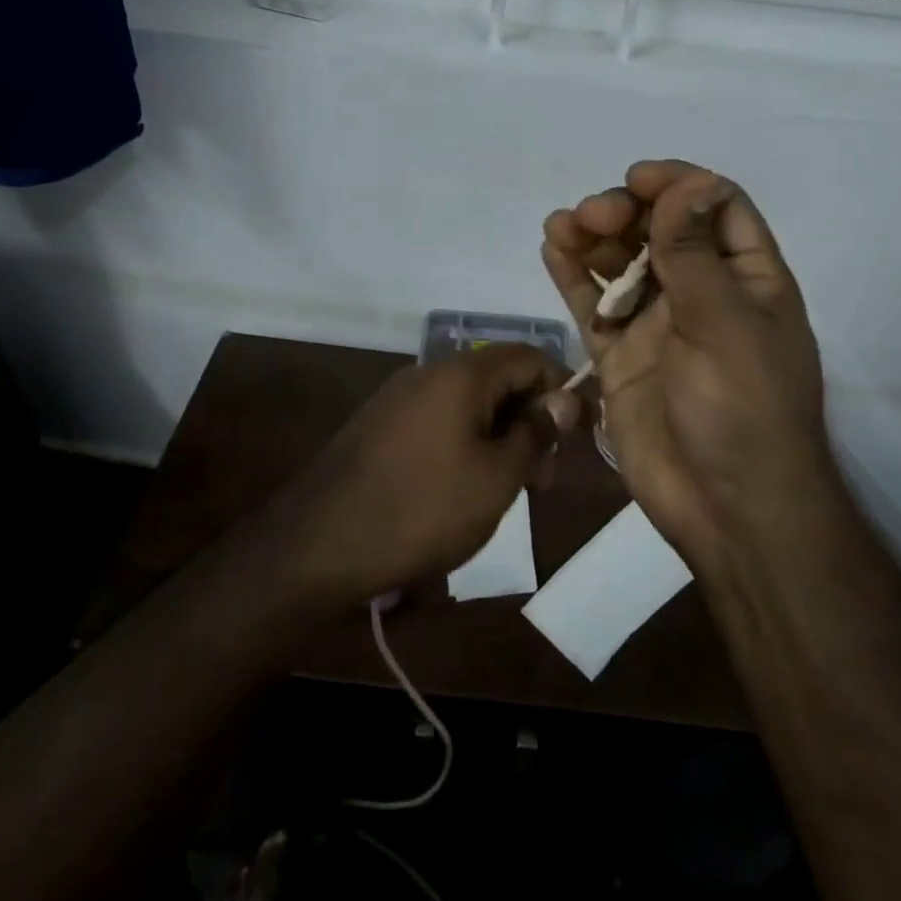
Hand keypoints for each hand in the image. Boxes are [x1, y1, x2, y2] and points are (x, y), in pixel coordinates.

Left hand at [268, 344, 577, 607]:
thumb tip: (566, 398)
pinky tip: (466, 487)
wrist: (320, 544)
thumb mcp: (497, 477)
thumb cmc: (423, 509)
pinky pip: (440, 419)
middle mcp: (429, 372)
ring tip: (507, 489)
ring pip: (469, 402)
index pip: (530, 357)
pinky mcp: (381, 424)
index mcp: (461, 374)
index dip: (563, 389)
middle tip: (543, 479)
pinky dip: (467, 442)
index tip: (580, 434)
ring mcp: (400, 397)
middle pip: (499, 378)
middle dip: (531, 420)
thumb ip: (536, 432)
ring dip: (500, 436)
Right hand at [542, 160, 832, 564]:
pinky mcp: (621, 357)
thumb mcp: (724, 323)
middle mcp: (702, 294)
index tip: (637, 179)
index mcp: (746, 280)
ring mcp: (658, 326)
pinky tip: (552, 248)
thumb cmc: (743, 409)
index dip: (679, 184)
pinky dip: (573, 277)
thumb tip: (687, 182)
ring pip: (622, 264)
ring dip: (593, 238)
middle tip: (594, 216)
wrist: (727, 509)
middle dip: (626, 213)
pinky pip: (594, 306)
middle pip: (661, 230)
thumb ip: (694, 254)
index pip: (717, 208)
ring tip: (561, 226)